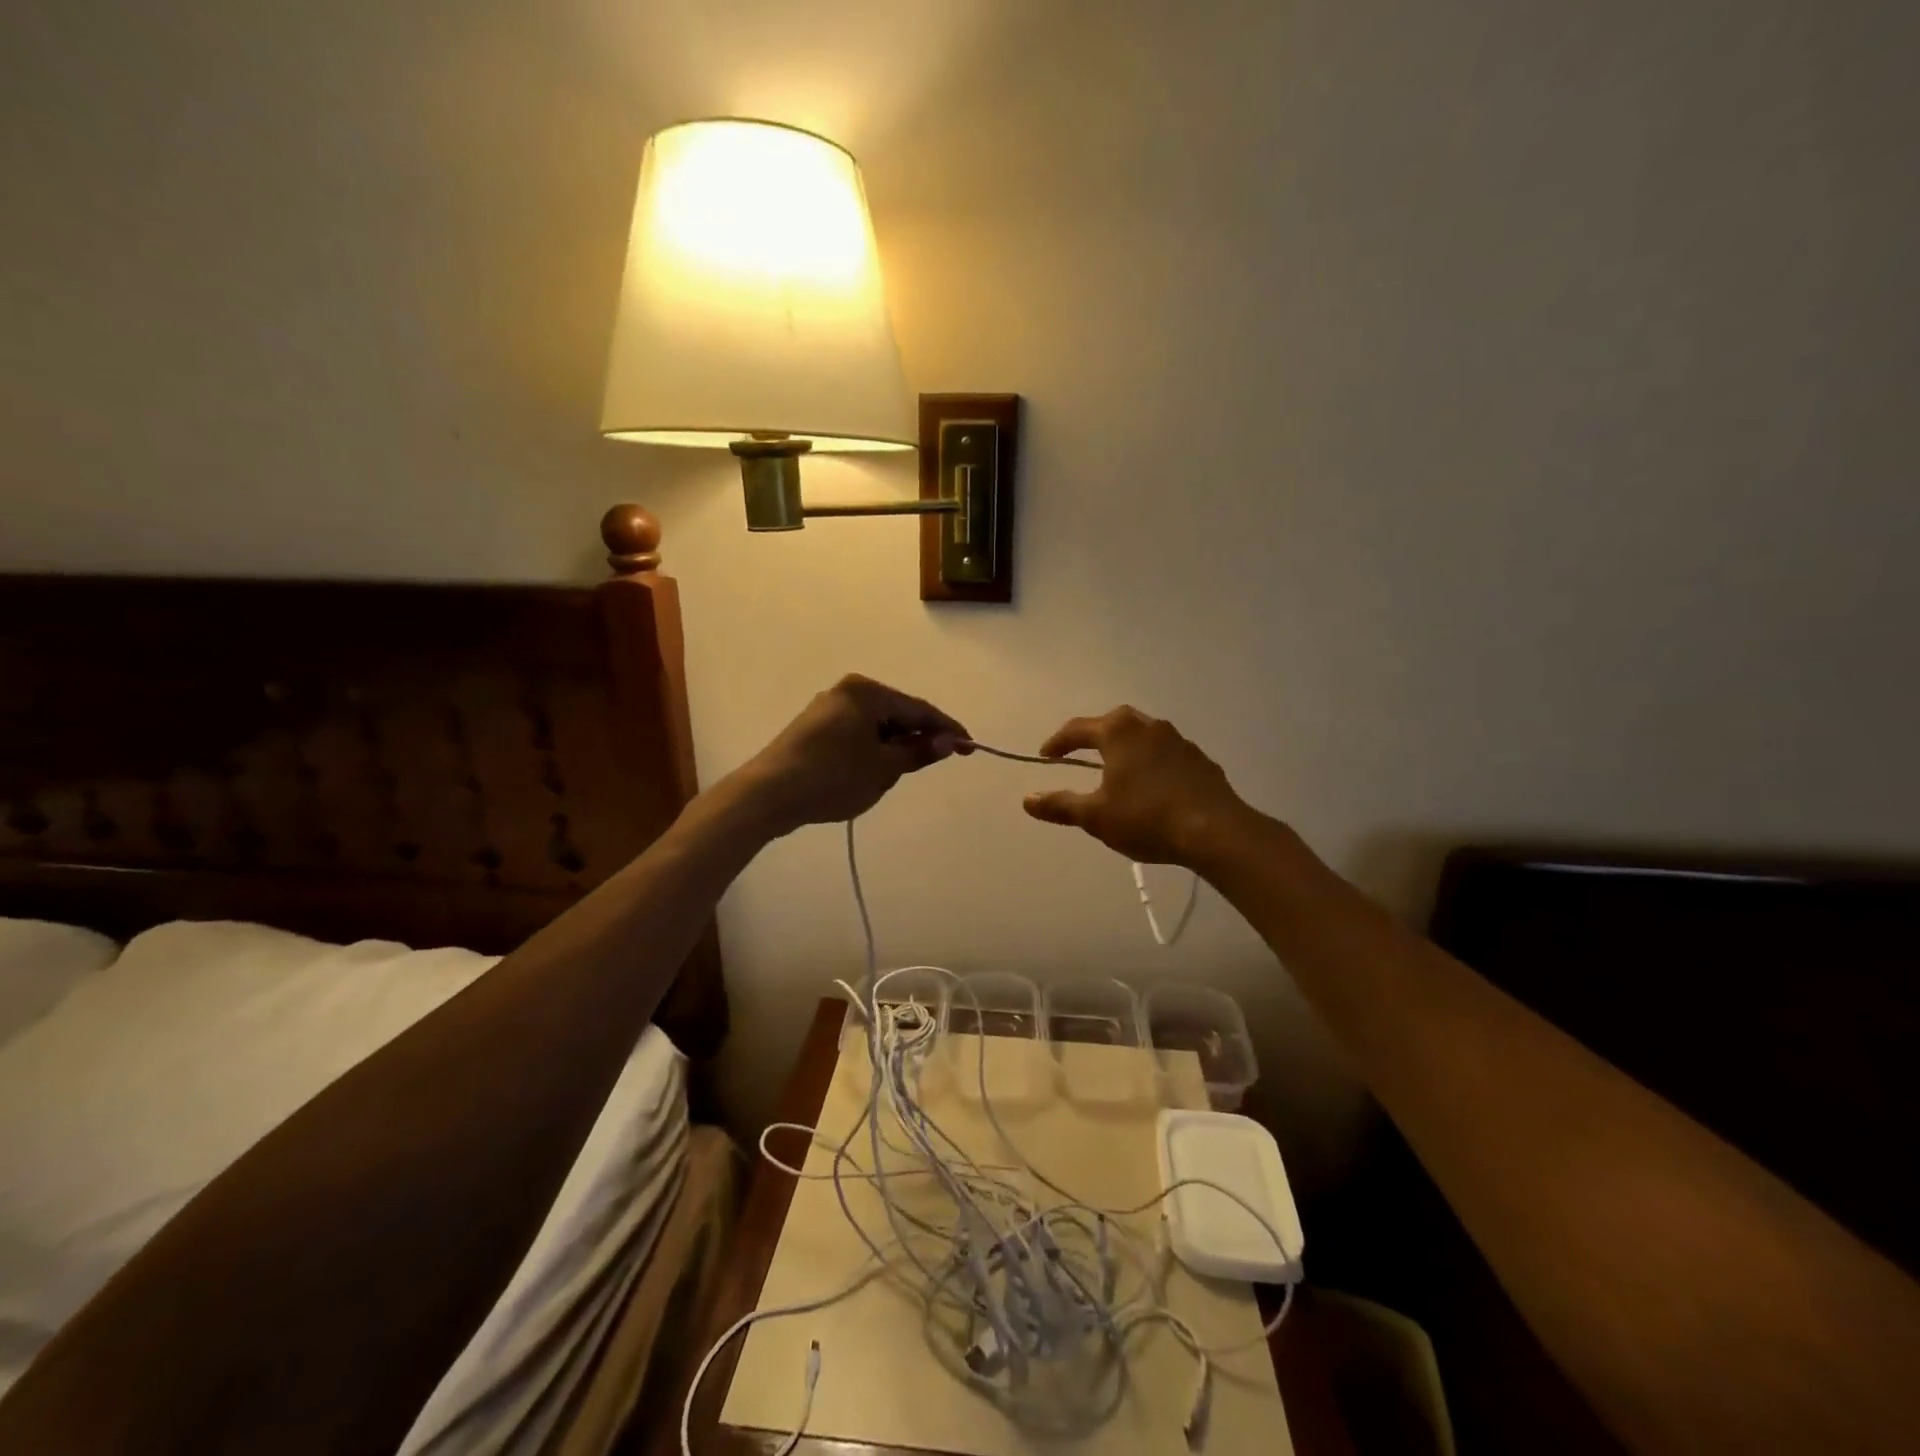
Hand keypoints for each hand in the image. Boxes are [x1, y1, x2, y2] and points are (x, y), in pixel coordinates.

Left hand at [735, 674, 969, 833]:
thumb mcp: (883, 768)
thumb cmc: (832, 777)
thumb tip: (947, 742)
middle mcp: (848, 691)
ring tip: (900, 773)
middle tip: (937, 762)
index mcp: (867, 692)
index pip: (919, 710)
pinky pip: (857, 733)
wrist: (768, 794)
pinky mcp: (815, 727)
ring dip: (894, 747)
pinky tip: (872, 771)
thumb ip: (918, 752)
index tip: (971, 746)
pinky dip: (872, 749)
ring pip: (877, 726)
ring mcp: (828, 708)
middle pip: (897, 714)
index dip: (947, 729)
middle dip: (918, 738)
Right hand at [1022, 707, 1248, 866]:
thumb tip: (1026, 800)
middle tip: (1080, 755)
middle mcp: (1149, 726)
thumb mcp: (1095, 816)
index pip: (1078, 728)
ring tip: (1116, 771)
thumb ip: (1059, 805)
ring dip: (1125, 748)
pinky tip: (1151, 787)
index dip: (1058, 742)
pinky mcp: (1200, 760)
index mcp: (1119, 732)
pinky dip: (1151, 763)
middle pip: (1114, 722)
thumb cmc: (1147, 818)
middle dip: (1093, 736)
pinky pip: (1166, 754)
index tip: (1046, 756)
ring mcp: (1179, 741)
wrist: (1215, 831)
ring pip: (1143, 736)